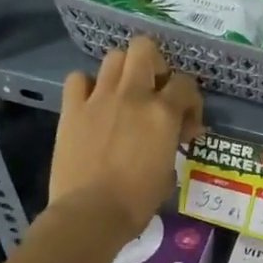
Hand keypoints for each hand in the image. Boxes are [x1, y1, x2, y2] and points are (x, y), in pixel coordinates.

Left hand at [49, 37, 202, 241]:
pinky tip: (92, 103)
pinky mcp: (72, 109)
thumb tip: (175, 137)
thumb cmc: (136, 202)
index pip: (186, 83)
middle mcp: (132, 96)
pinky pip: (78, 79)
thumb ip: (173, 146)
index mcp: (162, 113)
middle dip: (155, 64)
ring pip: (114, 57)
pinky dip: (87, 85)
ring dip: (124, 71)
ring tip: (124, 94)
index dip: (190, 101)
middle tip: (154, 90)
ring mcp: (99, 99)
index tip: (186, 124)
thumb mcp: (168, 174)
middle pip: (145, 48)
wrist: (90, 214)